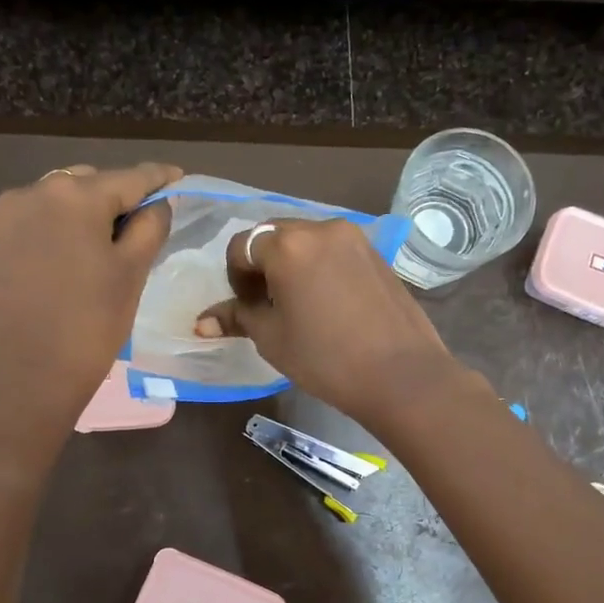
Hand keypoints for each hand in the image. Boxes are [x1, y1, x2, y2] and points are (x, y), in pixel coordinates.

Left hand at [0, 162, 180, 450]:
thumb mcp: (131, 275)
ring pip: (64, 201)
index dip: (159, 178)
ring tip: (118, 240)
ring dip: (93, 213)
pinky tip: (84, 253)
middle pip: (92, 184)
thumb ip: (150, 229)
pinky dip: (68, 229)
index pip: (129, 178)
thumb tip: (159, 204)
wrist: (22, 379)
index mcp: (74, 195)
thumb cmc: (89, 325)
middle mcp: (36, 192)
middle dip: (122, 197)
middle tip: (150, 221)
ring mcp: (10, 217)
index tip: (180, 176)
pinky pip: (43, 222)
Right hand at [194, 219, 472, 428]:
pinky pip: (334, 250)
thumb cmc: (326, 359)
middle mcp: (320, 227)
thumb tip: (201, 323)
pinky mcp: (377, 253)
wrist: (401, 375)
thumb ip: (237, 318)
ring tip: (300, 306)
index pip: (241, 246)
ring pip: (306, 241)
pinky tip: (329, 304)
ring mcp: (354, 237)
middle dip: (263, 266)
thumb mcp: (272, 339)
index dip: (235, 278)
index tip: (247, 308)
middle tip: (269, 306)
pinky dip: (320, 267)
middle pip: (274, 236)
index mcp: (287, 244)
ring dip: (292, 265)